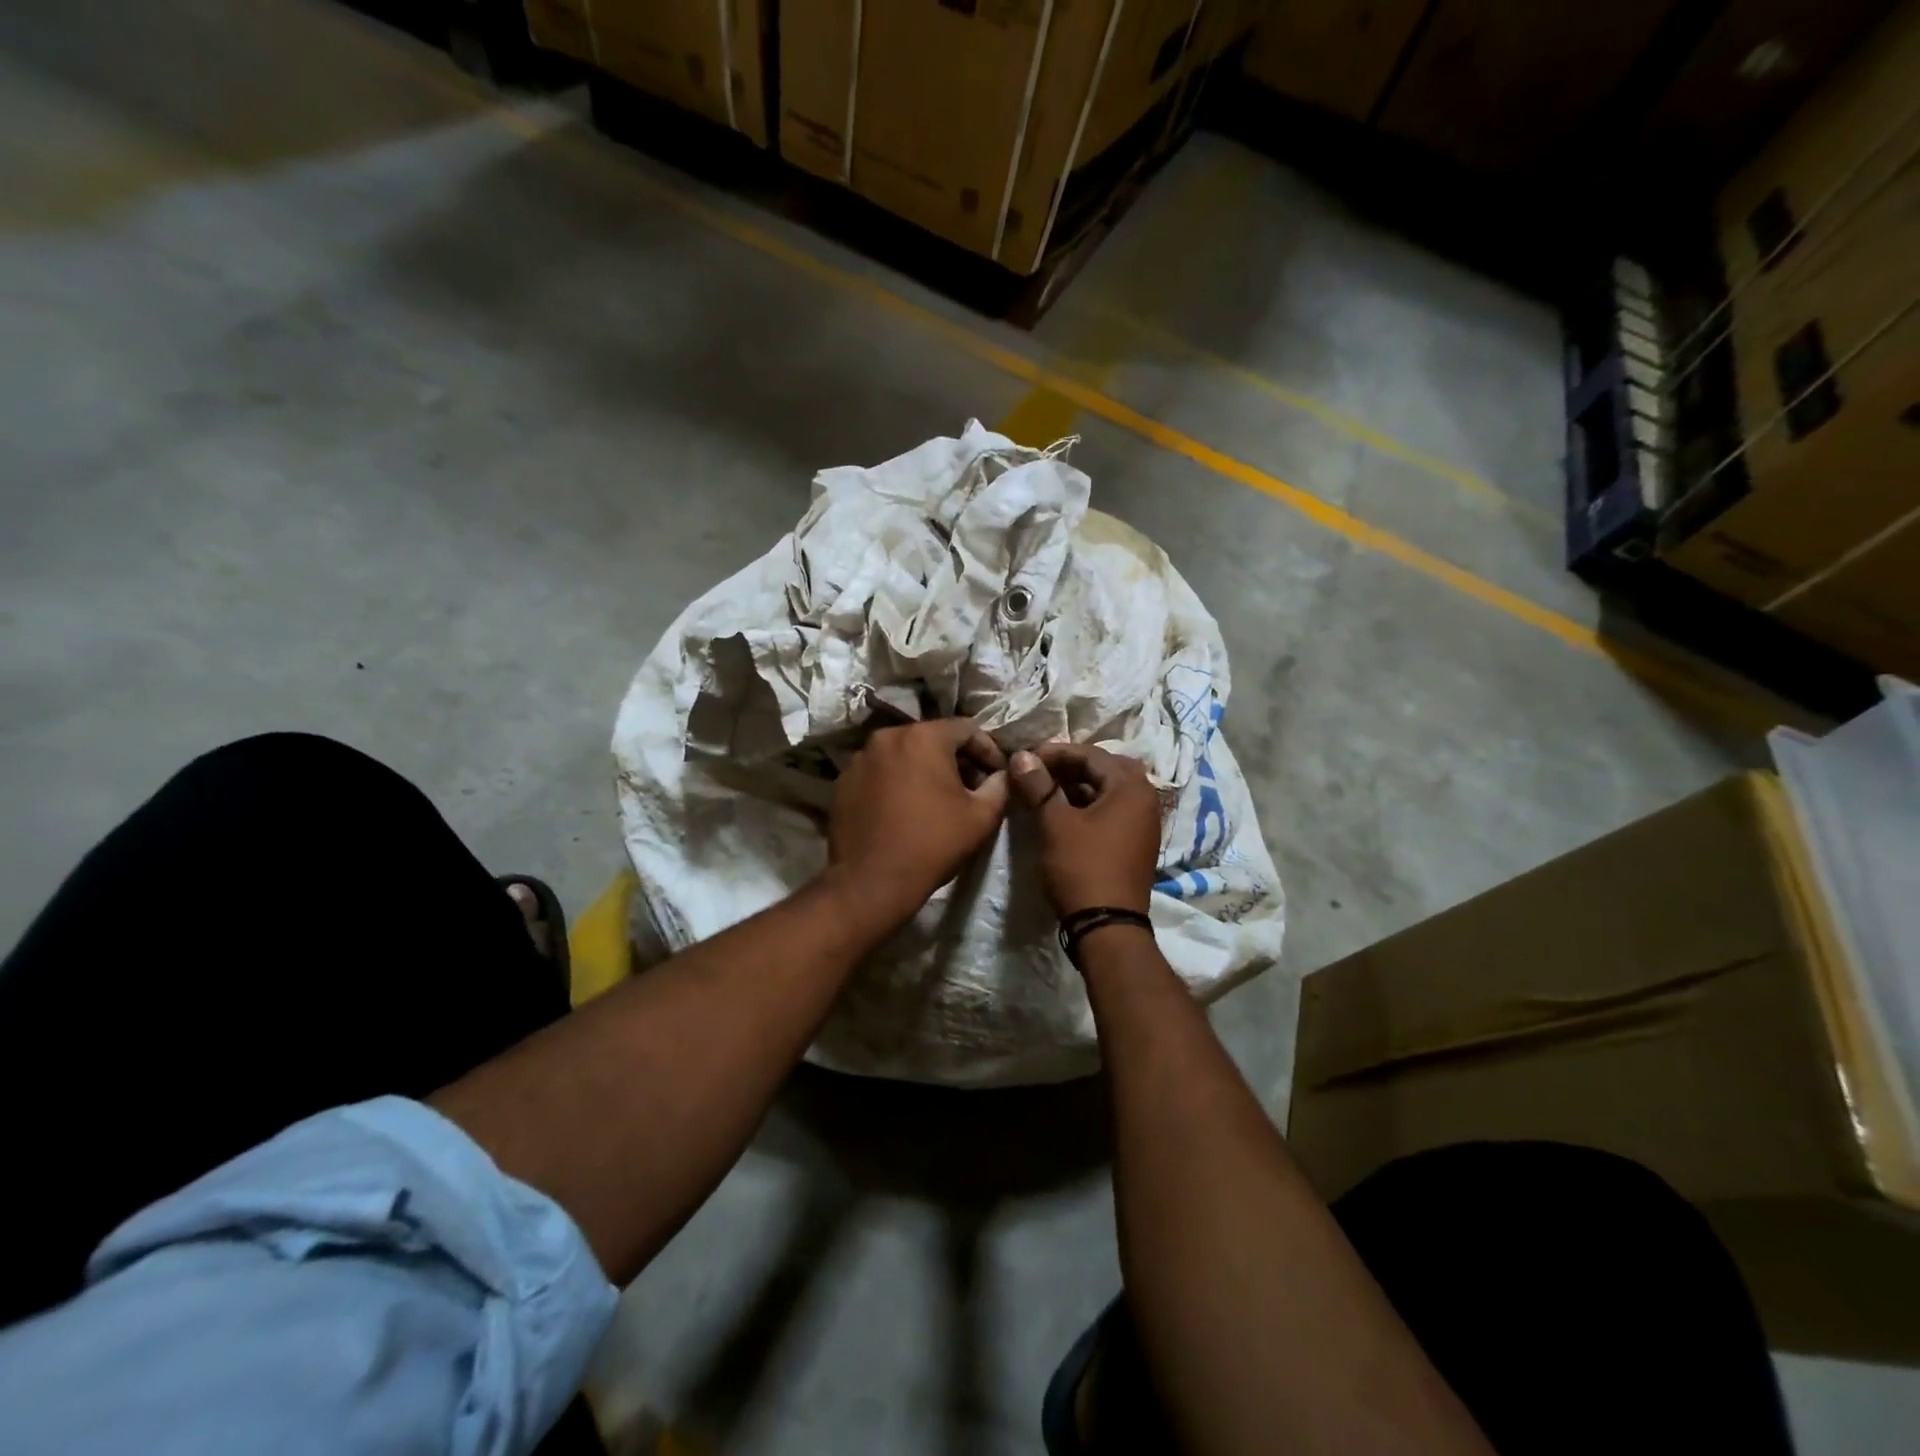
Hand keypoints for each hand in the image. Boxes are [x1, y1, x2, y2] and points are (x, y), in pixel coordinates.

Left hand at [825, 718, 1009, 930]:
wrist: (871, 882)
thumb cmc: (933, 844)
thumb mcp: (982, 817)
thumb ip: (999, 786)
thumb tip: (1001, 775)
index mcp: (924, 737)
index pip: (967, 729)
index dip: (988, 750)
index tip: (997, 774)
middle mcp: (888, 736)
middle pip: (932, 738)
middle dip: (955, 758)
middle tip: (971, 786)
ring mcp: (860, 758)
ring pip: (903, 753)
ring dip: (923, 769)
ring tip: (936, 798)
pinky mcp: (843, 780)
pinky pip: (879, 771)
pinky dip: (896, 781)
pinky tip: (905, 808)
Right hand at [1010, 743, 1162, 916]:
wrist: (1108, 927)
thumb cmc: (1082, 866)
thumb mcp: (1055, 823)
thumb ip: (1039, 786)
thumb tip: (1022, 756)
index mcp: (1131, 787)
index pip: (1092, 755)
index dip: (1057, 752)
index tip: (1027, 757)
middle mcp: (1145, 800)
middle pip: (1105, 769)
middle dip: (1070, 766)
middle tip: (1039, 771)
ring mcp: (1144, 824)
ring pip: (1108, 791)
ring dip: (1078, 786)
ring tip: (1046, 790)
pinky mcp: (1136, 844)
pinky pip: (1112, 811)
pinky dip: (1088, 806)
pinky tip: (1064, 813)